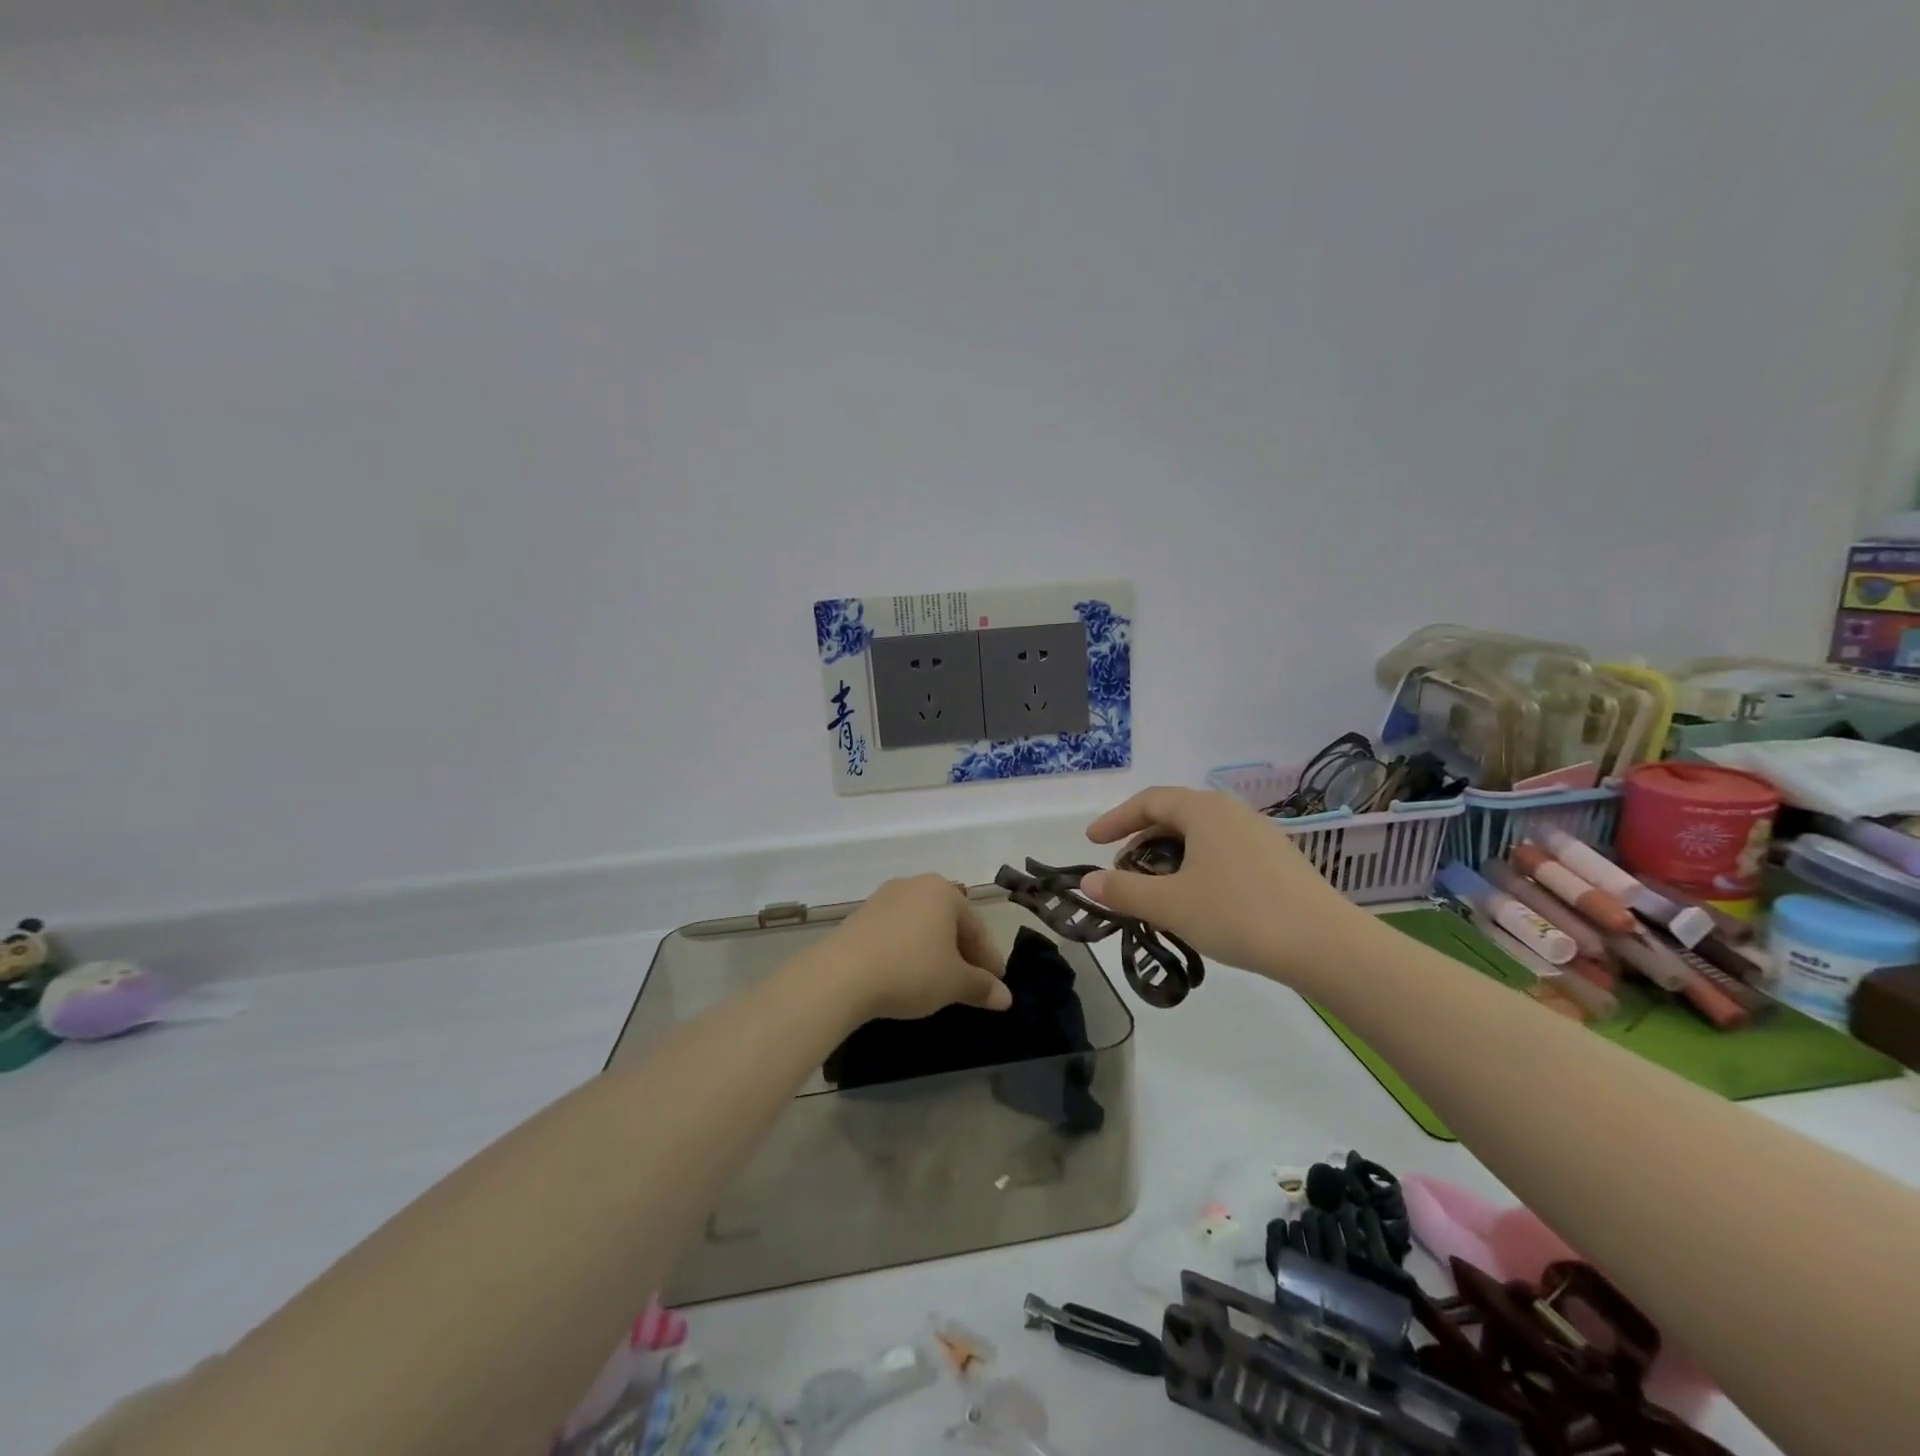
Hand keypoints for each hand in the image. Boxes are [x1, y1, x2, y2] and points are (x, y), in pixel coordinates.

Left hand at [818, 874, 1009, 1020]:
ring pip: (922, 927)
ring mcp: (884, 898)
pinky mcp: (860, 916)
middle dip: (962, 953)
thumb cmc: (910, 970)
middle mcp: (914, 885)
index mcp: (943, 892)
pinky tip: (908, 975)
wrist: (841, 975)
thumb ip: (981, 987)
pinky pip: (897, 933)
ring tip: (939, 982)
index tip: (996, 985)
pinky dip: (909, 952)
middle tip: (971, 985)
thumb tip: (1006, 997)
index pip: (977, 927)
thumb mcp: (953, 983)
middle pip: (949, 922)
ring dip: (935, 952)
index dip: (989, 959)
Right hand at [1079, 787, 1361, 986]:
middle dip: (1141, 839)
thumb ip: (1124, 891)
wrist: (1325, 945)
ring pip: (1201, 835)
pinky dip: (1197, 866)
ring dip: (1170, 855)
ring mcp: (1260, 835)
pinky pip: (1224, 851)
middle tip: (1122, 869)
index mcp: (1204, 811)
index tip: (1092, 842)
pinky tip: (1198, 899)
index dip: (1116, 819)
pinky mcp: (1278, 861)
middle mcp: (1232, 812)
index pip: (1149, 801)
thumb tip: (1088, 882)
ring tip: (1156, 888)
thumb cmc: (1239, 914)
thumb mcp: (1170, 905)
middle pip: (1175, 815)